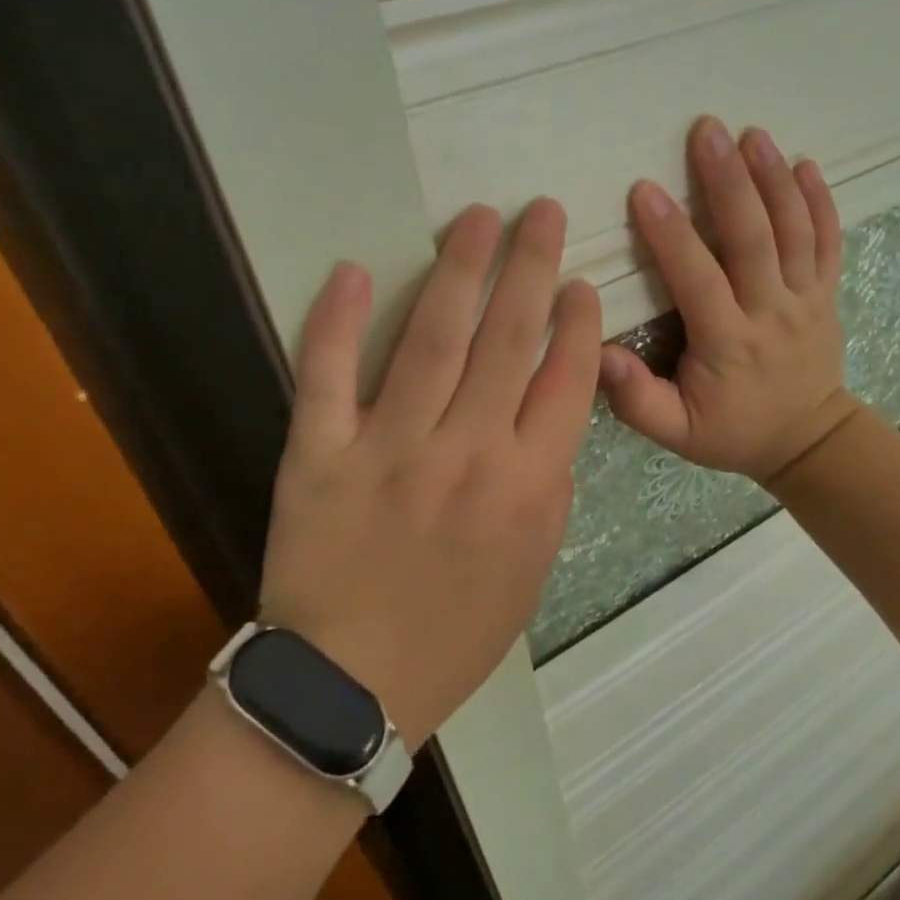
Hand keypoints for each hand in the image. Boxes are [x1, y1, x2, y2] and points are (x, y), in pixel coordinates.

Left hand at [257, 200, 600, 746]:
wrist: (350, 687)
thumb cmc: (456, 631)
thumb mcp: (535, 566)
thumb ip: (550, 483)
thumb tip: (549, 412)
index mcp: (528, 483)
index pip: (565, 378)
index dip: (577, 320)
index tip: (579, 280)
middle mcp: (467, 451)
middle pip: (507, 339)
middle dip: (530, 266)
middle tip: (541, 212)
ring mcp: (390, 447)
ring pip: (431, 338)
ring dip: (458, 269)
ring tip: (478, 219)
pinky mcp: (320, 454)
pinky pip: (328, 375)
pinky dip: (337, 320)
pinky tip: (354, 270)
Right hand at [600, 116, 859, 486]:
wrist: (808, 440)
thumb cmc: (733, 431)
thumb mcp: (677, 433)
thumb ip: (637, 399)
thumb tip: (598, 354)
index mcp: (729, 343)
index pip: (699, 280)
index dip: (673, 236)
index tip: (646, 190)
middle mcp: (772, 312)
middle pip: (753, 239)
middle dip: (730, 182)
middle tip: (707, 131)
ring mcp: (806, 298)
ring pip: (794, 231)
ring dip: (773, 179)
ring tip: (752, 134)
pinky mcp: (826, 292)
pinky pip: (829, 241)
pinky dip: (820, 201)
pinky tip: (806, 164)